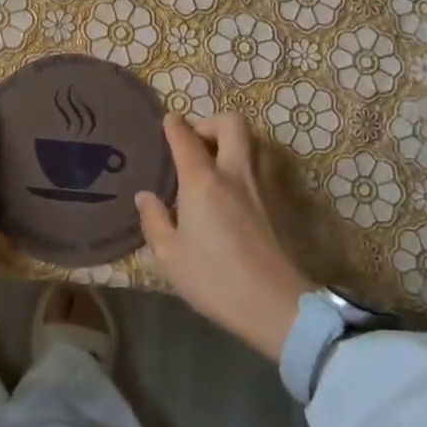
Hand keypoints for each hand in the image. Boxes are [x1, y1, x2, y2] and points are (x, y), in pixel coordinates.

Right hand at [135, 114, 314, 362]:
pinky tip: (239, 188)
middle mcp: (235, 173)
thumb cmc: (215, 280)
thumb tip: (145, 196)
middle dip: (211, 123)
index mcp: (202, 182)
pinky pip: (266, 165)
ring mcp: (263, 185)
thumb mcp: (169, 256)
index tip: (168, 121)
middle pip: (231, 124)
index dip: (174, 125)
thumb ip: (154, 220)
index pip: (186, 138)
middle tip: (197, 143)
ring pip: (255, 141)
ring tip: (219, 162)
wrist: (276, 304)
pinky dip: (251, 163)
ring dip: (236, 142)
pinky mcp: (281, 202)